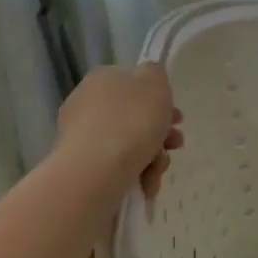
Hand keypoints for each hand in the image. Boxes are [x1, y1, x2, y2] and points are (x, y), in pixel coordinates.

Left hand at [54, 63, 182, 196]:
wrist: (97, 171)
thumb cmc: (131, 120)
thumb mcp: (154, 81)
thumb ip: (155, 73)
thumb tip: (148, 78)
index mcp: (102, 80)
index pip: (134, 85)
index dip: (160, 100)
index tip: (177, 118)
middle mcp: (86, 105)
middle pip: (133, 117)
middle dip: (160, 133)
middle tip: (175, 144)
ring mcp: (80, 138)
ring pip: (128, 144)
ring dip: (152, 157)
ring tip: (159, 170)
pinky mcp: (80, 168)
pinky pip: (116, 167)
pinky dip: (135, 174)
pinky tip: (146, 184)